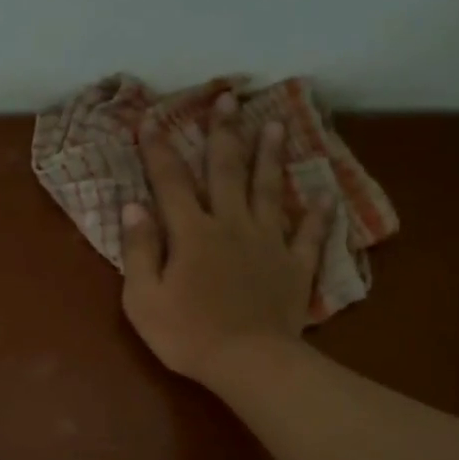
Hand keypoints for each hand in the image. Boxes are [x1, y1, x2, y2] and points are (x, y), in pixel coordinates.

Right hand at [121, 117, 331, 387]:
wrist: (247, 361)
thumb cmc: (187, 334)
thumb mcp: (143, 298)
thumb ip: (139, 250)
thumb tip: (134, 207)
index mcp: (191, 233)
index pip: (170, 183)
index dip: (158, 150)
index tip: (151, 119)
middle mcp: (231, 225)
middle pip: (227, 171)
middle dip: (224, 133)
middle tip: (229, 98)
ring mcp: (268, 243)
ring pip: (269, 190)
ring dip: (271, 156)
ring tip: (276, 124)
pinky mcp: (294, 266)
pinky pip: (308, 235)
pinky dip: (317, 215)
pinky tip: (323, 196)